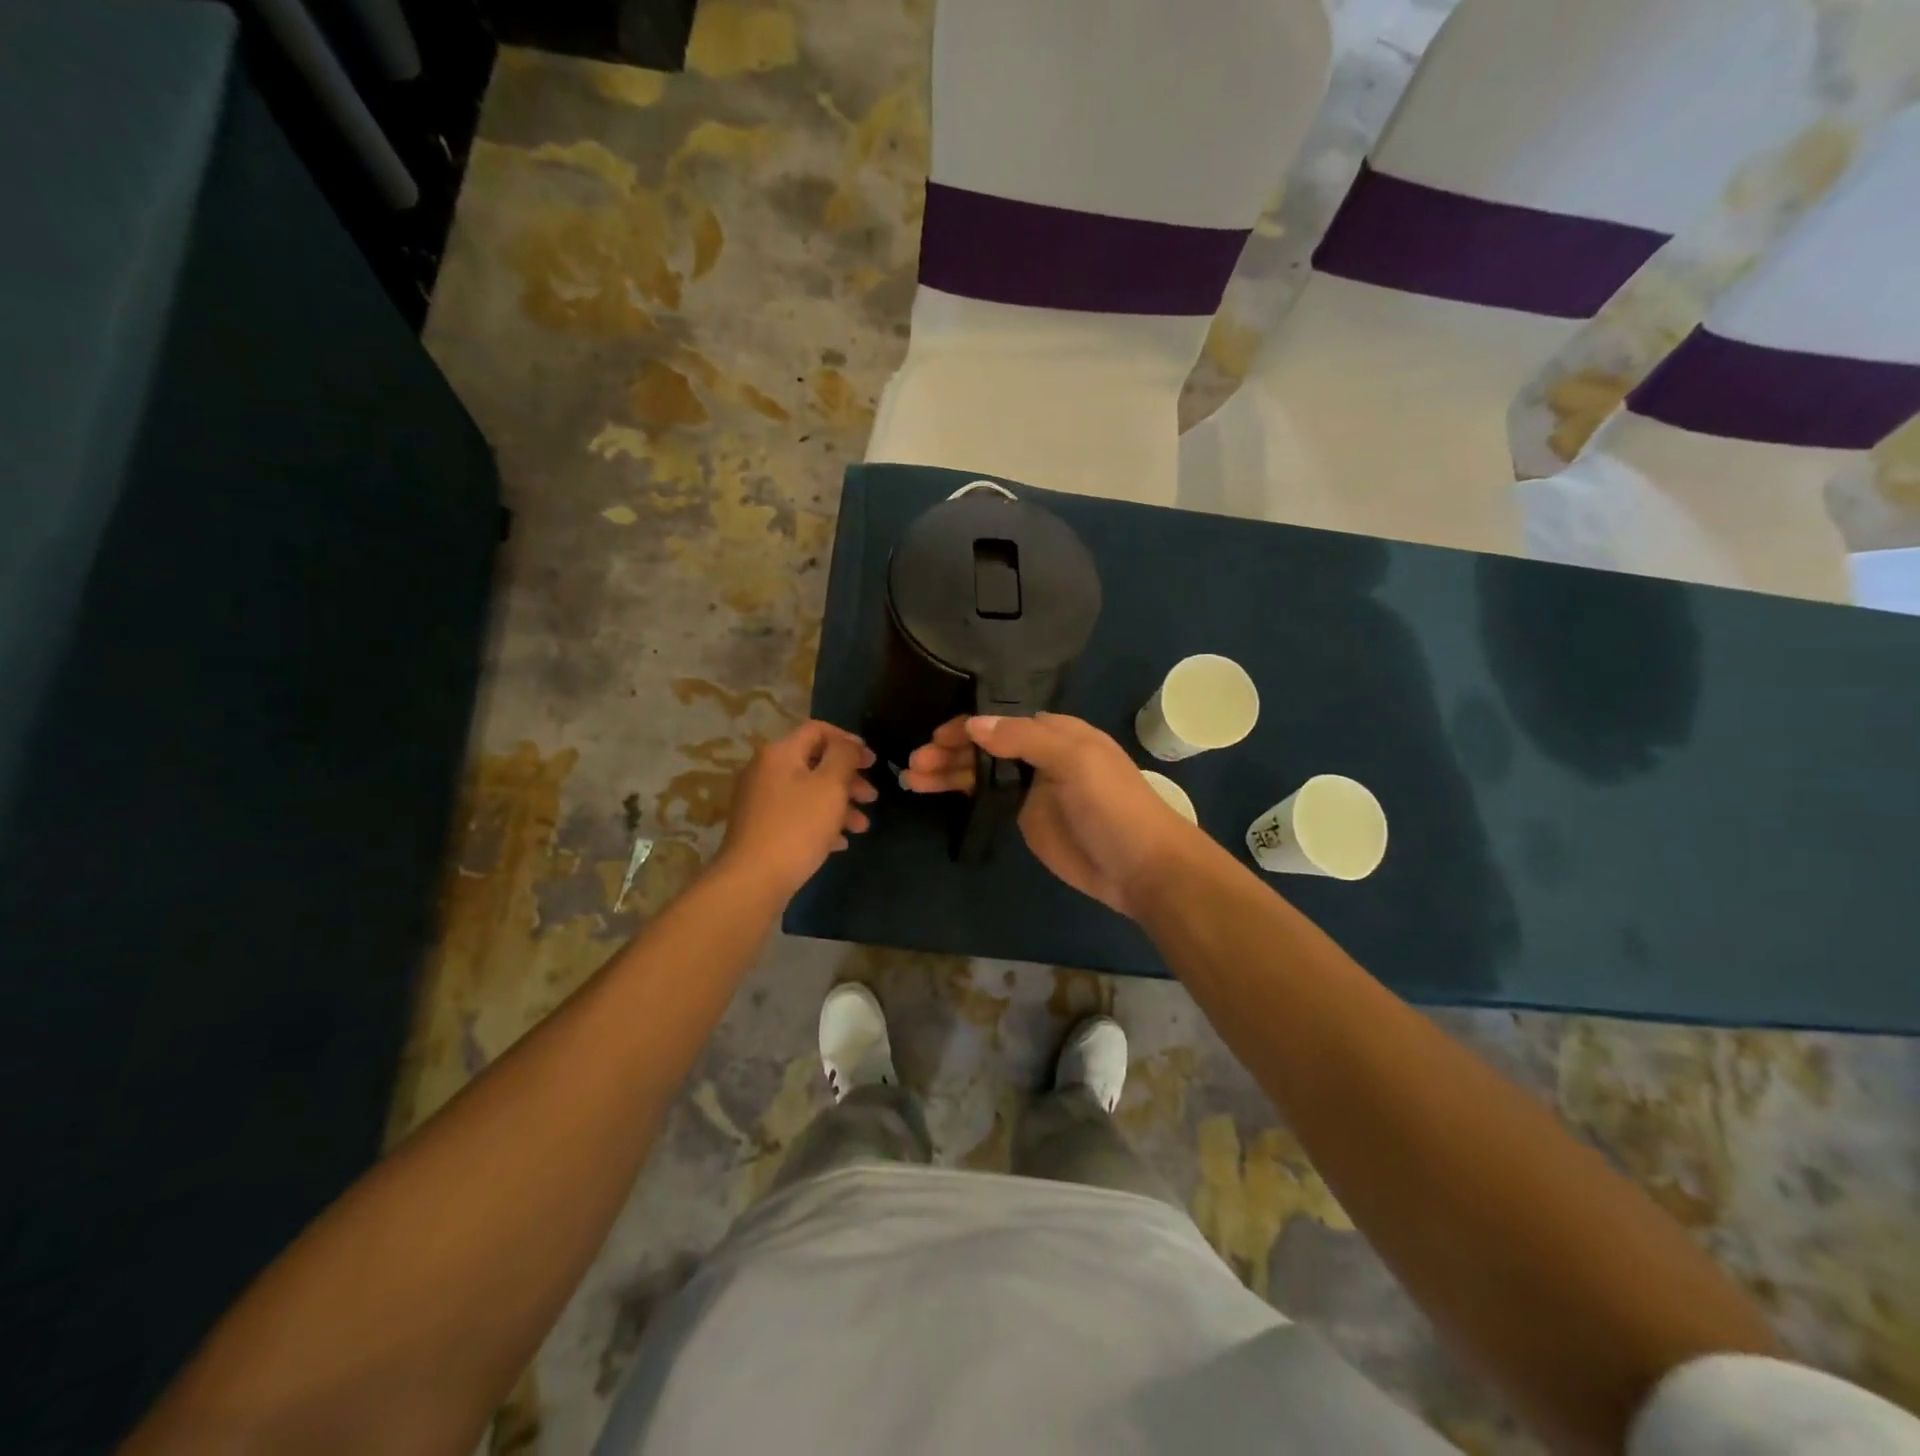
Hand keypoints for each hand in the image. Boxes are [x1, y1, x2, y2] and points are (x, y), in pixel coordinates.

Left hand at [718, 721, 877, 898]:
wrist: (753, 879)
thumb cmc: (798, 826)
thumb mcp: (831, 785)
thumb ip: (844, 756)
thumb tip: (848, 744)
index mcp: (780, 753)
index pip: (818, 730)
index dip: (849, 741)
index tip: (872, 761)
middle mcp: (765, 770)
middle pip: (815, 762)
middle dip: (848, 778)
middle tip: (872, 796)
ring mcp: (760, 800)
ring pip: (808, 792)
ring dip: (839, 804)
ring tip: (861, 827)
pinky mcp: (760, 827)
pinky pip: (797, 815)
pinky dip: (820, 822)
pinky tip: (839, 842)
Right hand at [902, 713, 1200, 917]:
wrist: (1140, 867)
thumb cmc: (1113, 805)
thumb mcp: (1076, 761)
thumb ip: (1025, 739)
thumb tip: (973, 724)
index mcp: (1055, 732)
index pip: (1001, 720)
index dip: (967, 725)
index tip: (934, 736)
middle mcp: (1039, 754)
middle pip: (985, 746)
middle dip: (949, 750)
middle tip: (914, 764)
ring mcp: (1029, 788)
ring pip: (979, 772)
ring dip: (947, 772)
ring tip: (912, 779)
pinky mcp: (1023, 819)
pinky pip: (985, 799)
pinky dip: (959, 794)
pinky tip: (933, 792)